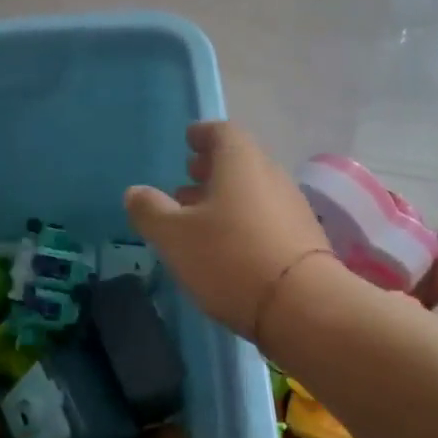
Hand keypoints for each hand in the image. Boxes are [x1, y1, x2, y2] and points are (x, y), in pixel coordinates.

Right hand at [125, 120, 333, 338]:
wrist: (300, 305)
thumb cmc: (229, 259)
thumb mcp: (175, 236)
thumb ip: (150, 210)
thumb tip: (134, 192)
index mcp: (241, 162)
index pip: (222, 132)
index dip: (202, 134)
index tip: (188, 141)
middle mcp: (271, 176)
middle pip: (240, 162)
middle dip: (212, 169)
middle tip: (187, 181)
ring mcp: (292, 208)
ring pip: (253, 192)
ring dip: (226, 199)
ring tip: (200, 219)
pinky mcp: (303, 240)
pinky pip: (266, 218)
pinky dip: (243, 221)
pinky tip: (228, 247)